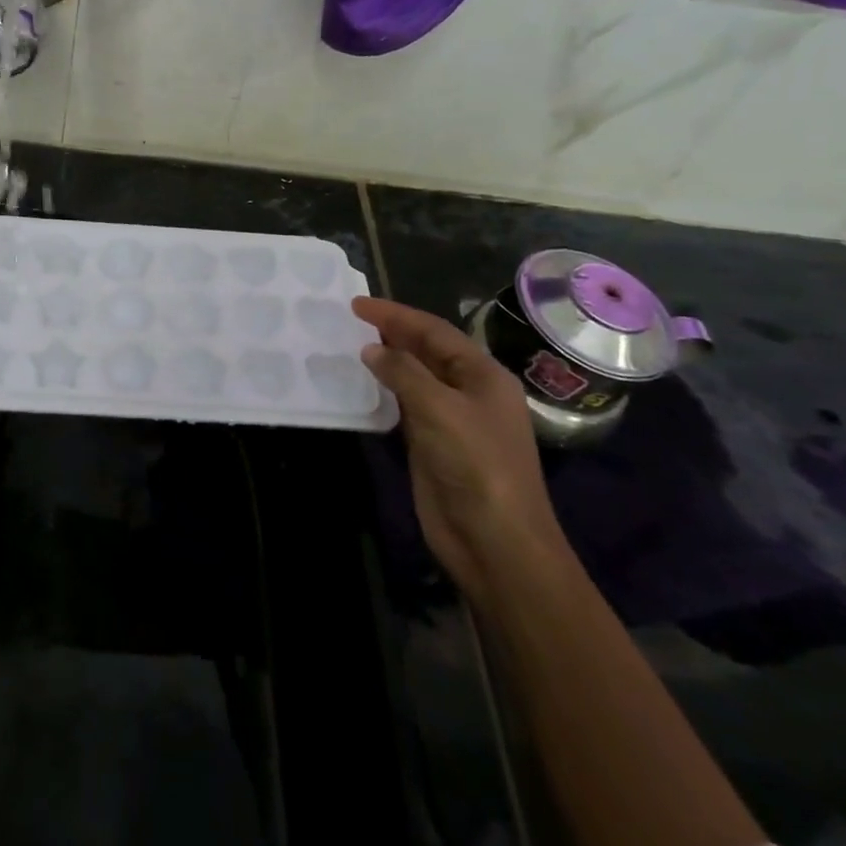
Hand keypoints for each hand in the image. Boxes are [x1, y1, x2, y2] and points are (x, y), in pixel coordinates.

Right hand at [353, 298, 562, 603]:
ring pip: (416, 378)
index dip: (397, 315)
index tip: (357, 304)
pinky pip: (406, 406)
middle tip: (351, 320)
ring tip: (351, 345)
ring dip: (388, 360)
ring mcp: (452, 420)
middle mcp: (470, 392)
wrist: (495, 541)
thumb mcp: (439, 409)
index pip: (435, 331)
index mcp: (484, 376)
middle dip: (393, 332)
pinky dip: (386, 390)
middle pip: (428, 351)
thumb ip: (403, 372)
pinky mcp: (434, 445)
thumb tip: (371, 348)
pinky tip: (363, 385)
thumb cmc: (476, 465)